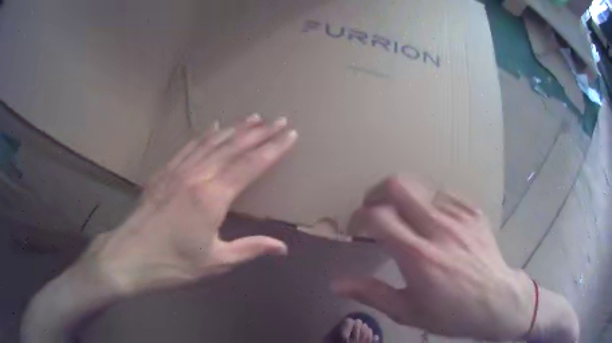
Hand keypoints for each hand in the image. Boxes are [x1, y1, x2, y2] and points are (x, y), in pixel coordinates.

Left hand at [86, 114, 297, 295]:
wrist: (130, 256)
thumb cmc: (173, 263)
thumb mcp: (215, 262)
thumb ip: (250, 249)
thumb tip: (282, 248)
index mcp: (212, 197)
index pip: (250, 165)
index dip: (273, 148)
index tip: (290, 134)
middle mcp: (197, 176)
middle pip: (233, 147)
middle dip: (259, 132)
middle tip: (278, 119)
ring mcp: (178, 170)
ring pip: (212, 142)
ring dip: (235, 129)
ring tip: (254, 118)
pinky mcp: (164, 172)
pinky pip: (189, 146)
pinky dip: (205, 135)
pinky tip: (214, 126)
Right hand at [333, 176, 535, 340]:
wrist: (496, 300)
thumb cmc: (450, 313)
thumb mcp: (407, 311)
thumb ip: (372, 294)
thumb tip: (336, 283)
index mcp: (417, 256)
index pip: (378, 216)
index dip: (360, 216)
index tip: (358, 226)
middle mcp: (437, 228)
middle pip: (398, 186)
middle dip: (379, 192)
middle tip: (376, 209)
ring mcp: (459, 216)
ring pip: (421, 187)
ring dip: (406, 200)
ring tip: (407, 218)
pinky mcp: (474, 212)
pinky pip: (445, 194)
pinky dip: (431, 203)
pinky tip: (435, 221)